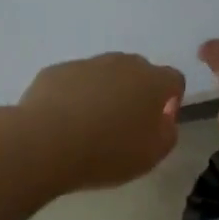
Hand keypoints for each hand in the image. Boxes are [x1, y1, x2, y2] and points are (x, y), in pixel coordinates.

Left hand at [17, 52, 186, 190]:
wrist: (45, 143)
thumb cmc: (106, 152)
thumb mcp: (151, 155)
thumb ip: (167, 133)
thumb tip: (163, 119)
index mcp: (151, 81)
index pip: (173, 80)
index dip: (170, 100)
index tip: (157, 123)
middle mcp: (121, 63)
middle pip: (138, 72)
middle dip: (136, 93)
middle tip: (124, 125)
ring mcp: (86, 64)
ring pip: (104, 74)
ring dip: (104, 93)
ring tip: (89, 126)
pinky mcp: (56, 71)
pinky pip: (74, 81)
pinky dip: (74, 96)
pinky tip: (63, 122)